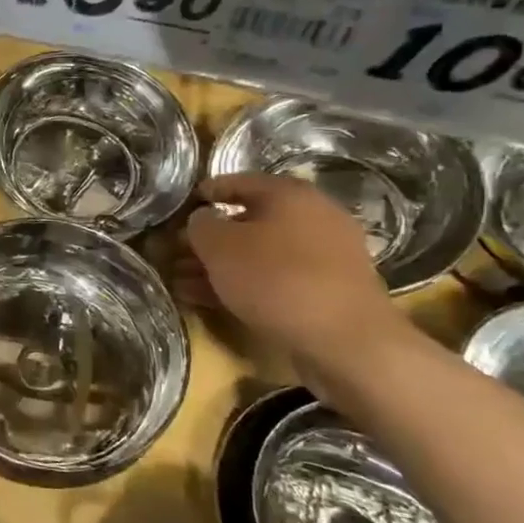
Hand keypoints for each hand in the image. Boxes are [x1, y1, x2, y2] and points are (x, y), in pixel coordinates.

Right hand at [183, 172, 400, 362]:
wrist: (347, 341)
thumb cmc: (276, 279)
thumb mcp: (220, 247)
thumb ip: (201, 226)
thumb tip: (201, 220)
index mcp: (290, 194)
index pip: (238, 181)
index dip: (204, 194)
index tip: (179, 210)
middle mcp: (313, 216)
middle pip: (248, 222)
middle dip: (209, 240)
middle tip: (177, 255)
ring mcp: (325, 256)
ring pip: (260, 254)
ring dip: (221, 267)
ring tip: (184, 284)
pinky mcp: (328, 291)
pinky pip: (276, 279)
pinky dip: (245, 286)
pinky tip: (212, 301)